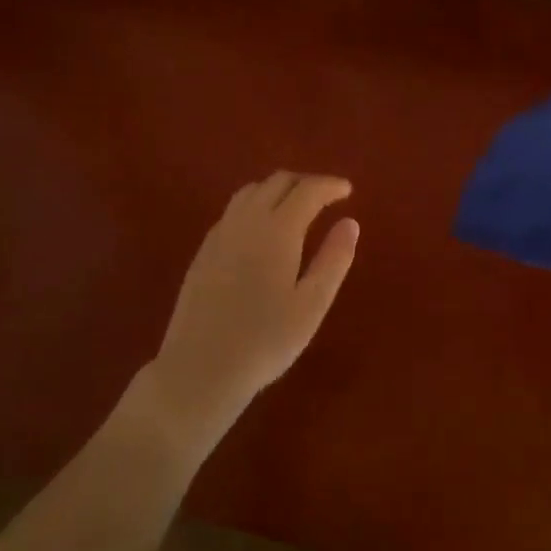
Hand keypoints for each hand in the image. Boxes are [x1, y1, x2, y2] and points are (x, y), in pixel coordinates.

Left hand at [143, 172, 359, 438]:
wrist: (200, 368)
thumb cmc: (265, 340)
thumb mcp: (312, 304)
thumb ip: (334, 259)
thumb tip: (350, 223)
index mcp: (277, 230)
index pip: (307, 190)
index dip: (330, 185)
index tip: (347, 190)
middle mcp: (246, 221)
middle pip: (277, 182)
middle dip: (305, 182)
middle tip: (327, 197)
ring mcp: (220, 234)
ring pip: (251, 192)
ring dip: (278, 189)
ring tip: (296, 207)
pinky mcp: (204, 251)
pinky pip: (233, 211)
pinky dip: (255, 205)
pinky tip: (262, 230)